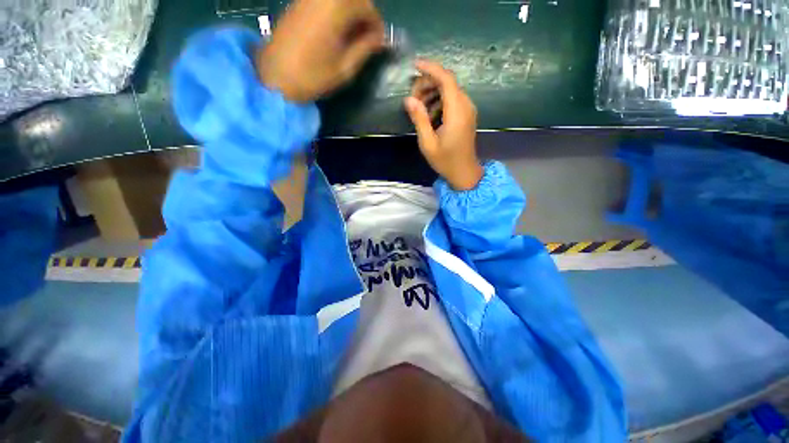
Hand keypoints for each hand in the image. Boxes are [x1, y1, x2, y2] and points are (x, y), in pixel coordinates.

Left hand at [256, 0, 384, 101]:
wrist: (275, 76)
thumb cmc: (314, 75)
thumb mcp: (346, 67)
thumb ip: (365, 48)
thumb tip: (381, 39)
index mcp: (337, 7)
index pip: (368, 7)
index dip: (377, 25)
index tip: (379, 43)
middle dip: (365, 17)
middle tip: (368, 40)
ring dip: (351, 14)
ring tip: (353, 38)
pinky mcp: (299, 3)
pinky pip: (325, 1)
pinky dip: (336, 12)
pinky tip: (337, 31)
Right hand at [404, 60, 482, 190]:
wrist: (464, 172)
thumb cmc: (445, 161)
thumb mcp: (428, 143)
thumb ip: (419, 119)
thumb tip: (408, 100)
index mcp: (457, 112)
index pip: (446, 79)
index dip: (430, 68)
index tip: (414, 65)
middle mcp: (465, 106)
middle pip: (447, 82)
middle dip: (427, 84)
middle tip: (411, 99)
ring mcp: (468, 110)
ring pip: (449, 90)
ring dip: (432, 93)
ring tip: (417, 107)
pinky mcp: (466, 115)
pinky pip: (452, 100)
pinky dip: (439, 101)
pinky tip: (429, 114)